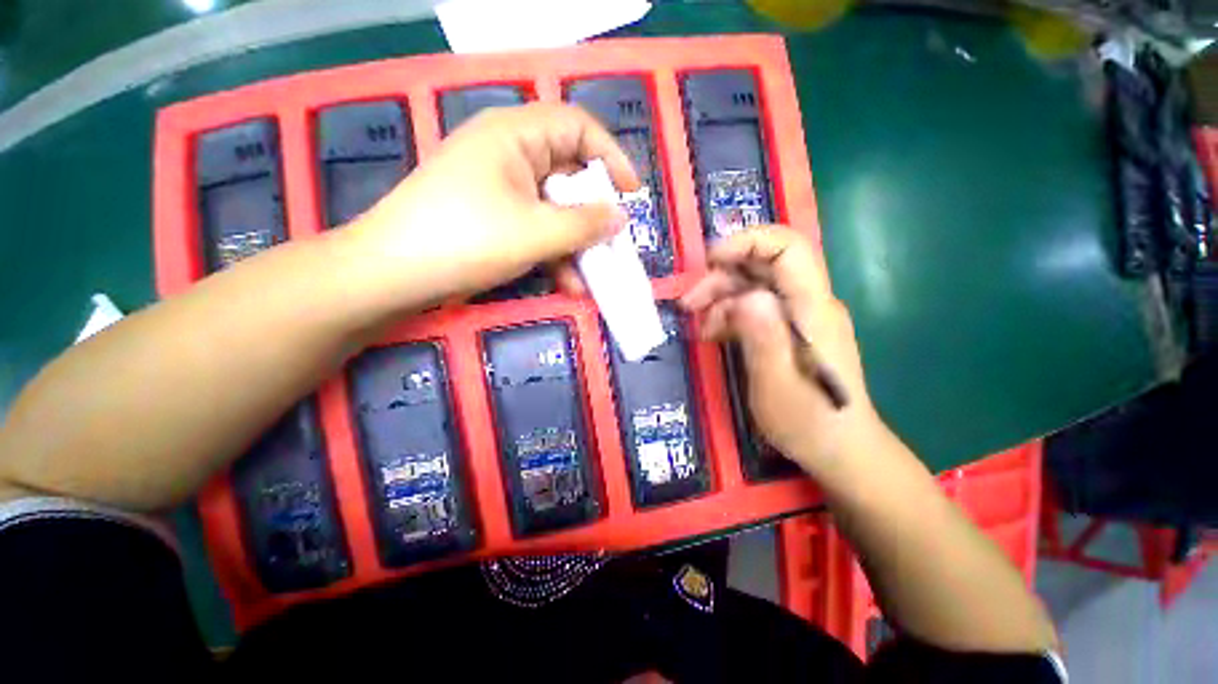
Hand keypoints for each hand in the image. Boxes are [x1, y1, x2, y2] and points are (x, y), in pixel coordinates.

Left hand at [343, 103, 639, 308]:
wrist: (392, 274)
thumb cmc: (467, 240)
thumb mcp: (537, 232)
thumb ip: (585, 223)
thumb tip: (620, 217)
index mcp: (516, 135)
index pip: (578, 128)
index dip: (611, 159)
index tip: (631, 196)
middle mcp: (507, 153)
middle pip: (567, 175)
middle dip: (593, 215)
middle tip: (612, 245)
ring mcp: (497, 187)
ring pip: (551, 209)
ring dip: (573, 245)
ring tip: (589, 279)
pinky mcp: (489, 216)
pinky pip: (532, 227)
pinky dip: (551, 253)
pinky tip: (565, 284)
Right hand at [681, 226, 879, 473]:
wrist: (840, 449)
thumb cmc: (808, 421)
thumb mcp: (776, 383)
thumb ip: (763, 336)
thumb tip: (744, 296)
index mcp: (812, 308)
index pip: (788, 248)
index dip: (748, 241)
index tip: (711, 261)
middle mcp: (810, 303)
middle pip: (765, 265)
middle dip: (722, 276)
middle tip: (689, 303)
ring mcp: (800, 316)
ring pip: (756, 285)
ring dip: (722, 297)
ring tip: (698, 324)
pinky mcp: (791, 330)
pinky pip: (757, 308)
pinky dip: (731, 314)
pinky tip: (714, 333)